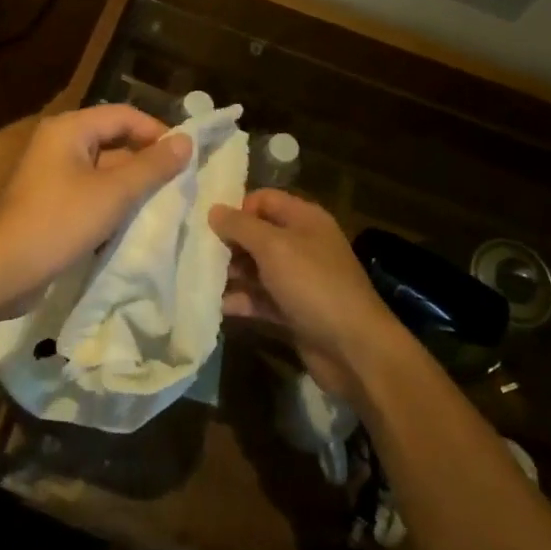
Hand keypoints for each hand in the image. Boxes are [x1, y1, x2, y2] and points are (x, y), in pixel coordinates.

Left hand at [0, 104, 191, 318]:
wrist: (5, 269)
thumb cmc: (60, 222)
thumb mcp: (114, 193)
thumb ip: (152, 166)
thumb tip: (187, 141)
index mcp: (70, 128)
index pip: (125, 116)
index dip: (158, 132)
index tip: (186, 159)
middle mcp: (60, 142)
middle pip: (114, 138)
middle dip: (147, 158)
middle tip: (180, 181)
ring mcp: (53, 172)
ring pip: (105, 166)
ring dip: (133, 181)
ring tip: (165, 200)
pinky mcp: (52, 199)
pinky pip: (92, 188)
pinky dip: (114, 198)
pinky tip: (135, 218)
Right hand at [209, 190, 409, 405]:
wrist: (354, 349)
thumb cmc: (314, 285)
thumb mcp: (274, 247)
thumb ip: (240, 226)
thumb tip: (213, 210)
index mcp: (304, 219)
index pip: (264, 200)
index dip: (237, 208)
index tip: (208, 225)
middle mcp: (302, 244)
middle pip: (257, 234)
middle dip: (228, 243)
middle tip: (196, 254)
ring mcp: (298, 279)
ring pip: (256, 268)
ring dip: (230, 273)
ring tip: (199, 279)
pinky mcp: (293, 310)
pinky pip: (260, 298)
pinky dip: (241, 300)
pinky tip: (216, 305)